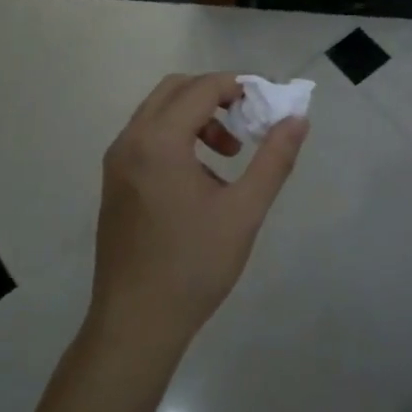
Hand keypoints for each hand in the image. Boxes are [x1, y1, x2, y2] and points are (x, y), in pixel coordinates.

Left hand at [89, 73, 308, 360]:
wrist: (136, 324)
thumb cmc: (194, 266)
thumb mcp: (245, 211)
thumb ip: (274, 159)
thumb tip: (297, 120)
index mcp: (159, 141)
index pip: (202, 88)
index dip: (239, 87)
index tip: (268, 105)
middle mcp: (130, 141)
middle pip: (176, 89)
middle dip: (215, 96)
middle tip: (247, 122)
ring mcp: (116, 162)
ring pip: (158, 113)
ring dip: (196, 117)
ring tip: (228, 156)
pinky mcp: (114, 182)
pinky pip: (147, 137)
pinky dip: (176, 137)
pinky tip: (201, 179)